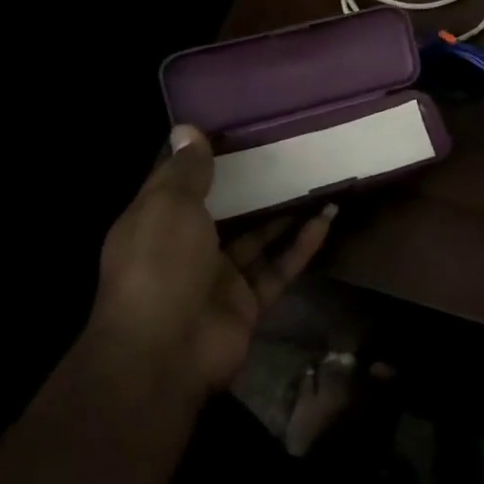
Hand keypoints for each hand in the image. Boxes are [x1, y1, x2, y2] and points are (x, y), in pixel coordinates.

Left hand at [93, 126, 334, 395]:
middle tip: (288, 150)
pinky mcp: (247, 303)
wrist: (163, 355)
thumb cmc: (159, 265)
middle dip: (252, 184)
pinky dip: (302, 245)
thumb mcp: (169, 206)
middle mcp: (186, 248)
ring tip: (317, 180)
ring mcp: (218, 279)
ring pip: (258, 238)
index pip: (181, 182)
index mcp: (156, 222)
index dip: (204, 157)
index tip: (237, 128)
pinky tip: (327, 218)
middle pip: (225, 209)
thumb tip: (187, 129)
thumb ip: (187, 170)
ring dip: (285, 213)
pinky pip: (278, 267)